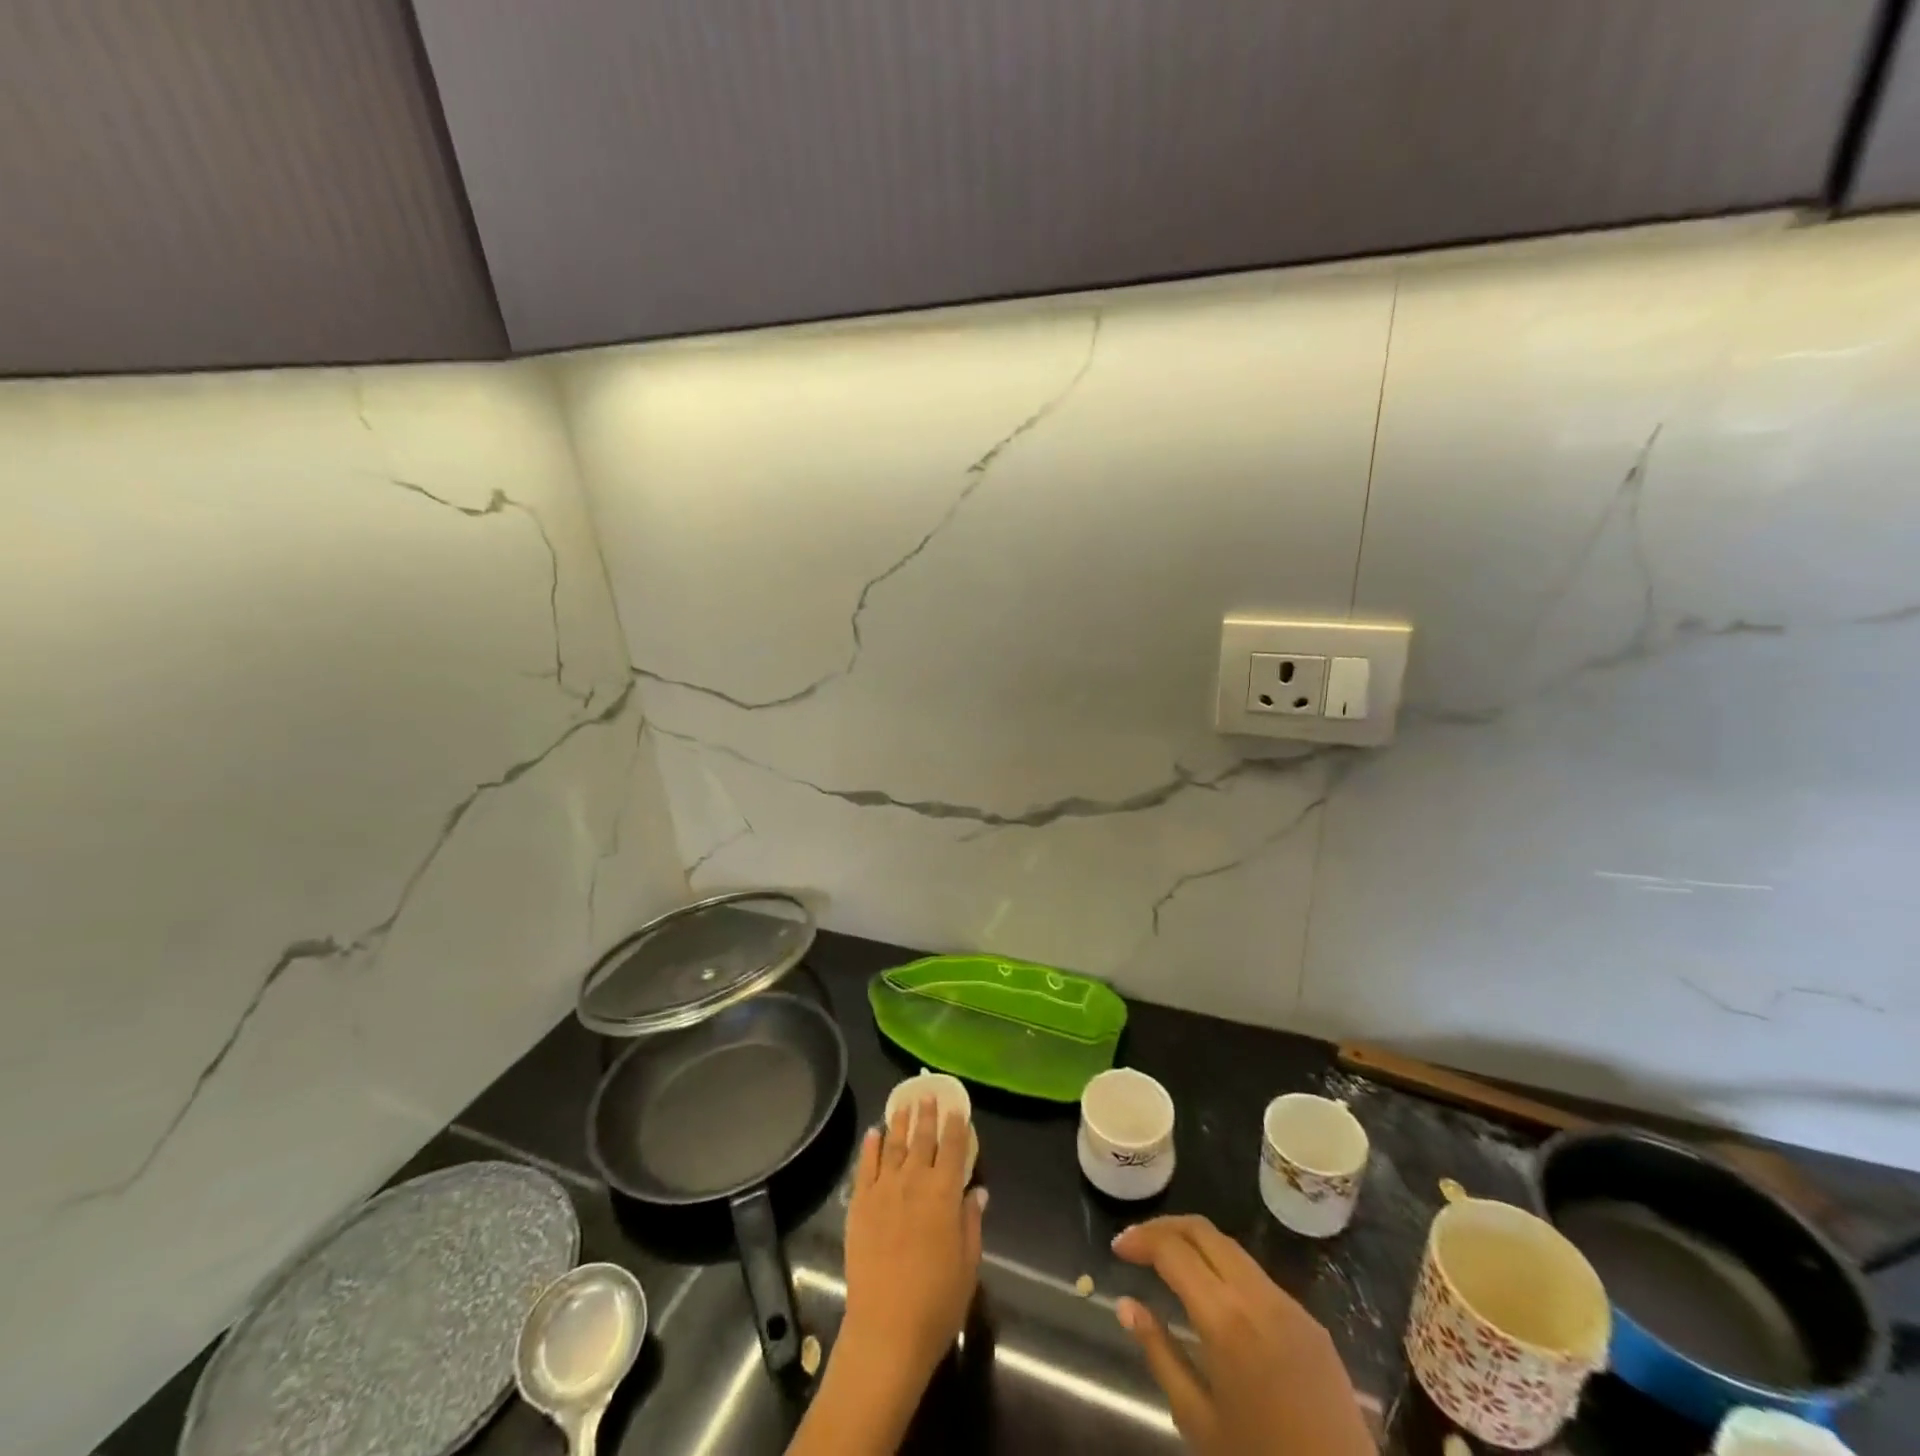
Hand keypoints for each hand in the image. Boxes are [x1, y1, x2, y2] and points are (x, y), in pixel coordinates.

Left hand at [840, 1096, 985, 1387]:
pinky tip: (873, 1133)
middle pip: (922, 1139)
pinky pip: (865, 1167)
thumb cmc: (936, 1303)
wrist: (885, 1331)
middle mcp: (914, 1182)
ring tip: (903, 1103)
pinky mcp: (859, 1204)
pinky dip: (870, 1147)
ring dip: (899, 1122)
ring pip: (893, 1145)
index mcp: (945, 1194)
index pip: (953, 1148)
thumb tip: (977, 1192)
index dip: (957, 1125)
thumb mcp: (968, 1265)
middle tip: (928, 1093)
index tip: (957, 1107)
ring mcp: (883, 1190)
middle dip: (926, 1114)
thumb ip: (971, 1223)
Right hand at [1112, 1215, 1374, 1455]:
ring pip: (1231, 1247)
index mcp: (1225, 1318)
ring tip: (1168, 1260)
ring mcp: (1289, 1304)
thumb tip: (1126, 1306)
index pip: (1173, 1250)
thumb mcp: (1198, 1420)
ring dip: (1195, 1242)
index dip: (1141, 1239)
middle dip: (1165, 1227)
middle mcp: (1257, 1295)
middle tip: (1138, 1242)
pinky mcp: (1310, 1320)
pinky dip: (1225, 1267)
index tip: (1118, 1247)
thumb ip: (1159, 1353)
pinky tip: (1213, 1292)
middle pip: (1203, 1231)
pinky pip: (1257, 1276)